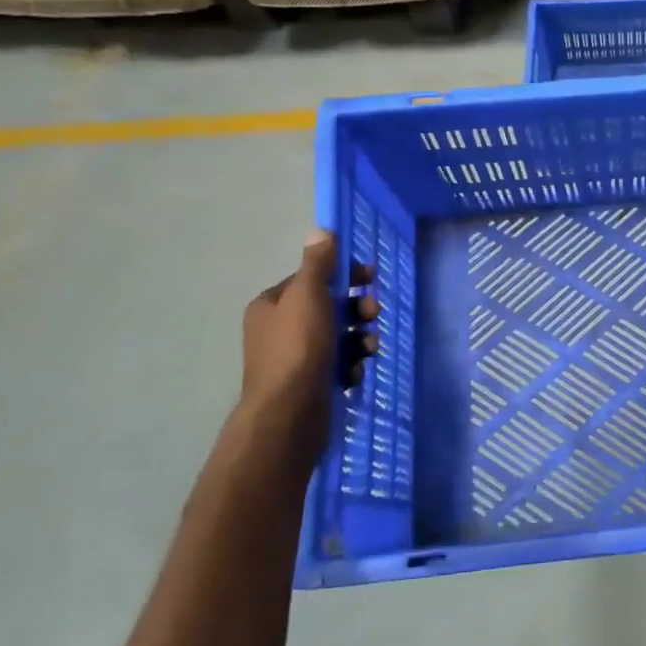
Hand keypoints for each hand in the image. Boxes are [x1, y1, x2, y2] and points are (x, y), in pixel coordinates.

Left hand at [240, 231, 378, 434]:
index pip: (312, 278)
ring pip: (338, 337)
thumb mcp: (308, 296)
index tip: (370, 276)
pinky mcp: (310, 383)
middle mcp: (279, 329)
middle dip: (356, 309)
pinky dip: (350, 365)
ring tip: (368, 349)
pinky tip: (353, 373)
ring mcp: (295, 359)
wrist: (289, 414)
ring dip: (359, 339)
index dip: (343, 274)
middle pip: (328, 307)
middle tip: (373, 314)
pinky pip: (338, 364)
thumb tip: (321, 231)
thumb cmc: (298, 348)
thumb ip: (318, 264)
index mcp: (272, 305)